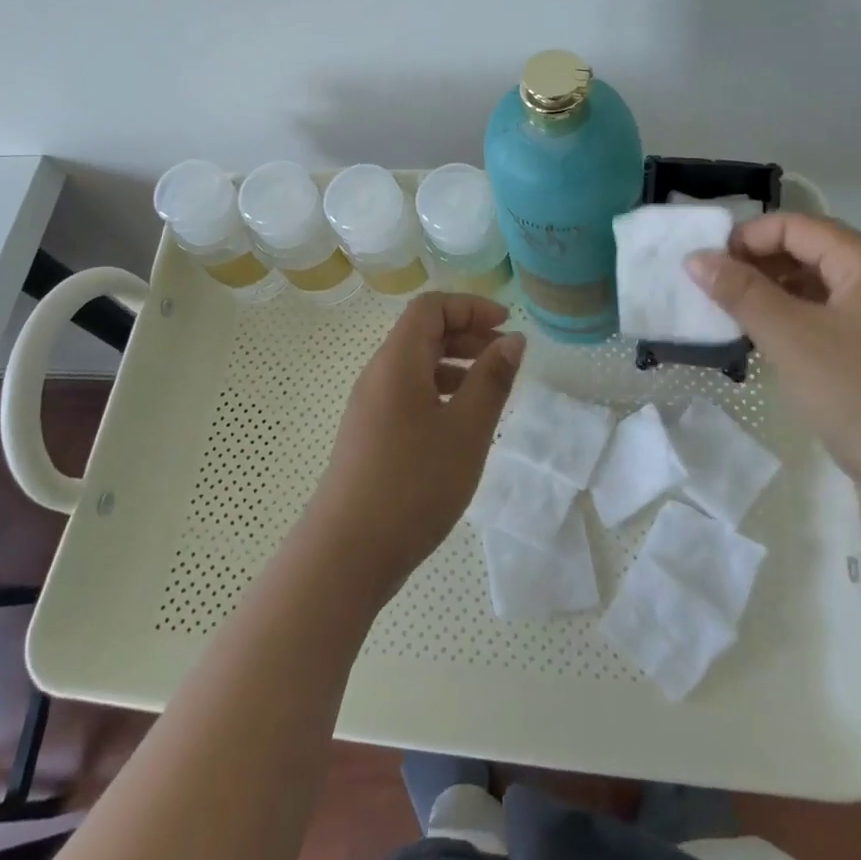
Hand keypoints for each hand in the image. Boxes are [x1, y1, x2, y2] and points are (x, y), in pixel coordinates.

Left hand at [305, 292, 525, 596]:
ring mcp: (369, 406)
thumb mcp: (467, 429)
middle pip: (422, 332)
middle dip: (467, 334)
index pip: (431, 307)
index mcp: (397, 361)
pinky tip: (461, 424)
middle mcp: (378, 374)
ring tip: (490, 392)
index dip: (471, 307)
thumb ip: (492, 379)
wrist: (347, 552)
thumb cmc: (414, 483)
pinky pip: (407, 393)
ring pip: (415, 365)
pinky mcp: (369, 434)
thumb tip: (513, 340)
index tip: (507, 326)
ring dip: (455, 365)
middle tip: (506, 358)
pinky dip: (439, 392)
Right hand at [686, 214, 860, 512]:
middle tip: (709, 296)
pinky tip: (766, 349)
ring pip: (818, 290)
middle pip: (808, 253)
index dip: (744, 239)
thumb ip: (742, 293)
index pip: (794, 226)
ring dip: (772, 298)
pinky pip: (832, 323)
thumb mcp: (793, 339)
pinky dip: (795, 326)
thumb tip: (695, 257)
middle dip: (756, 268)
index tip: (702, 269)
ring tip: (729, 322)